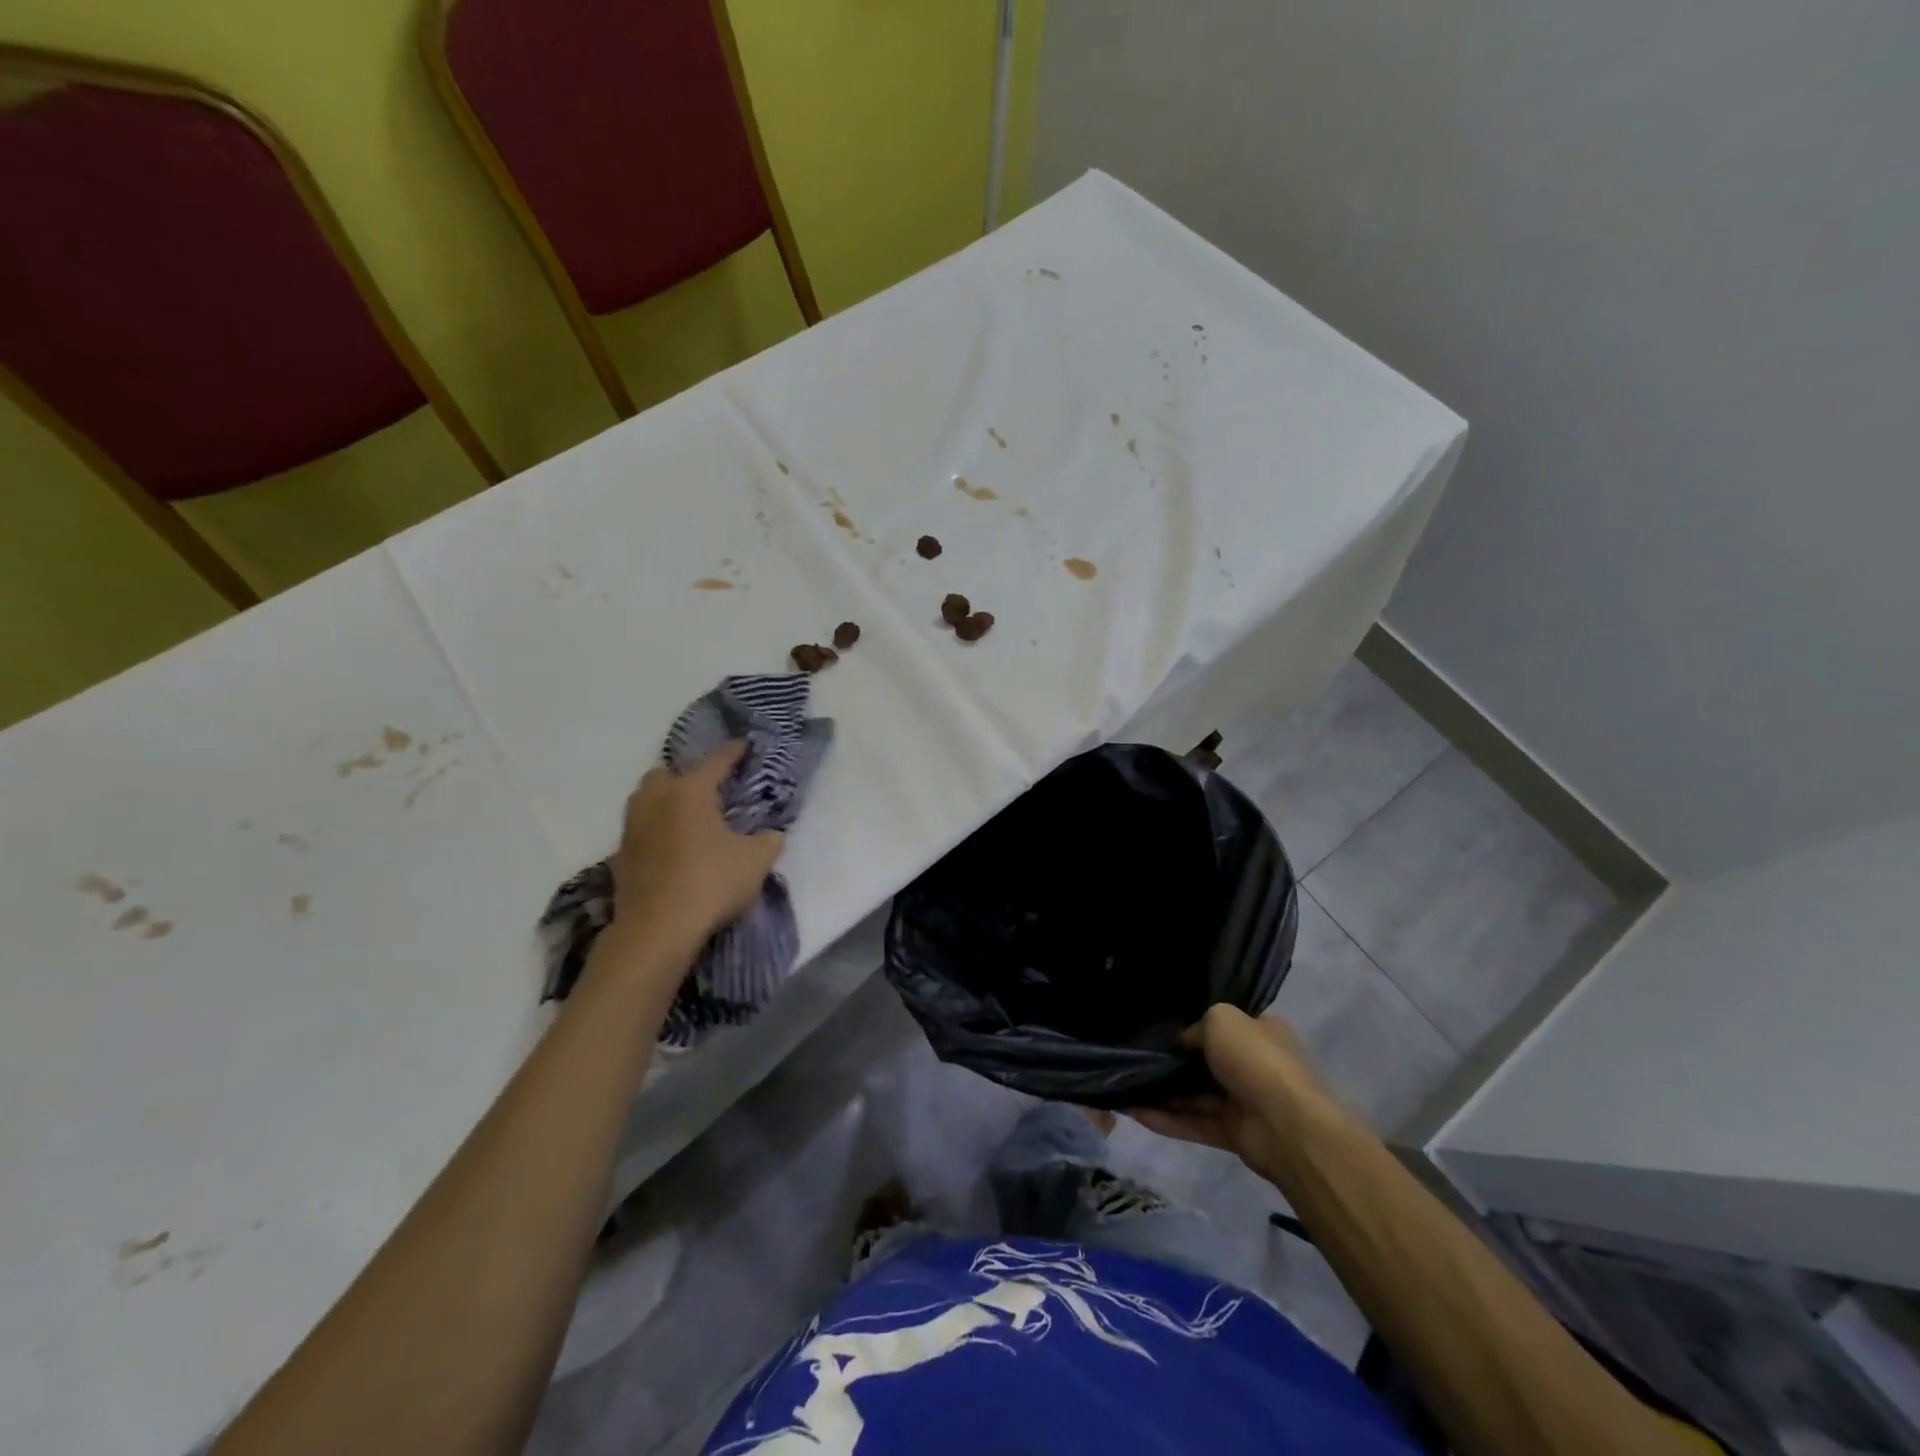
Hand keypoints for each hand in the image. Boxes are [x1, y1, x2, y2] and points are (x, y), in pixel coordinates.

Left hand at [607, 741, 783, 952]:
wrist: (657, 930)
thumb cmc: (711, 883)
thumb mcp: (756, 860)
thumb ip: (767, 840)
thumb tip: (769, 834)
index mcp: (690, 791)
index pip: (716, 761)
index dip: (733, 751)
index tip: (744, 743)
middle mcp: (656, 801)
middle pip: (665, 773)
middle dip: (684, 776)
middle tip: (707, 790)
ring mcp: (632, 829)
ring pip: (644, 800)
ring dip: (664, 802)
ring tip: (687, 818)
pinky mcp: (620, 858)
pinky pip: (638, 832)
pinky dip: (654, 832)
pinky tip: (671, 849)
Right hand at [1131, 1006, 1347, 1180]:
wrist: (1287, 1125)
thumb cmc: (1256, 1059)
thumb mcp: (1220, 1020)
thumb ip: (1196, 1028)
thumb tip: (1183, 1043)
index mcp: (1260, 1032)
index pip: (1225, 1024)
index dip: (1195, 1024)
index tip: (1162, 1026)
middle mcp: (1253, 1064)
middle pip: (1206, 1061)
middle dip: (1173, 1061)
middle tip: (1134, 1056)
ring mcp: (1244, 1101)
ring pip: (1196, 1095)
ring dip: (1163, 1092)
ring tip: (1124, 1085)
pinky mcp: (1234, 1134)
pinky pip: (1195, 1123)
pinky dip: (1167, 1119)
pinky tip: (1134, 1112)